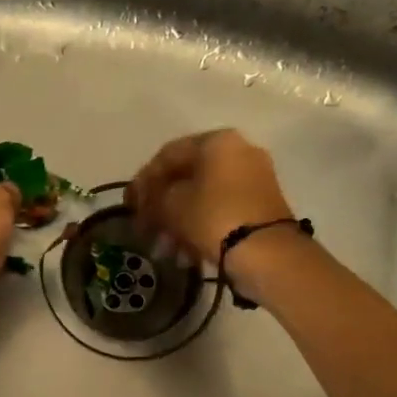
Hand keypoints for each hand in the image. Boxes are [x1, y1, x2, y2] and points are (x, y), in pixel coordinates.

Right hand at [125, 130, 295, 269]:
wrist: (267, 252)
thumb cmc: (213, 217)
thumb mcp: (171, 205)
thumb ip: (151, 197)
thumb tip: (144, 199)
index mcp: (217, 141)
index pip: (168, 154)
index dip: (143, 180)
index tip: (129, 204)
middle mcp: (239, 152)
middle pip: (187, 177)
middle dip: (161, 207)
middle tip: (144, 230)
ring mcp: (254, 179)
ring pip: (203, 198)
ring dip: (178, 223)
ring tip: (164, 250)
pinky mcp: (261, 206)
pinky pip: (221, 211)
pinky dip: (200, 228)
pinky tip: (185, 254)